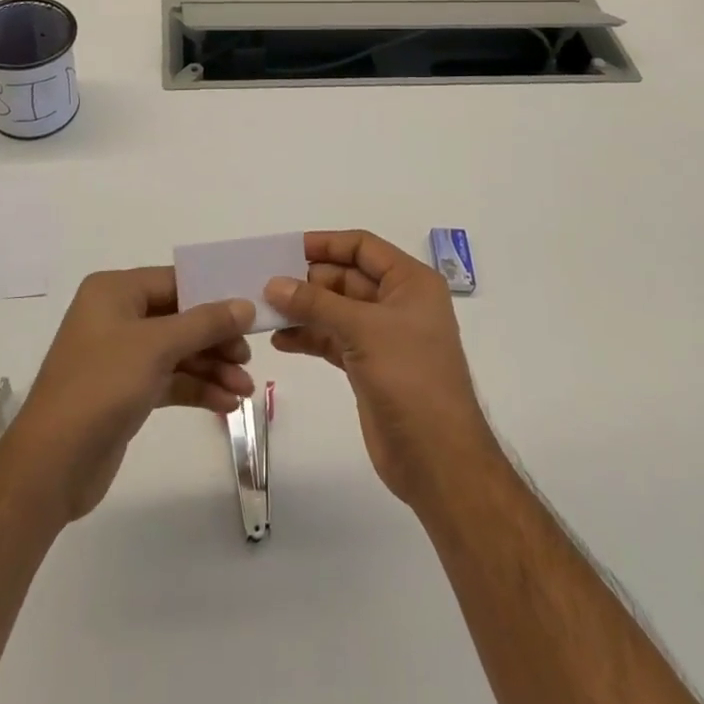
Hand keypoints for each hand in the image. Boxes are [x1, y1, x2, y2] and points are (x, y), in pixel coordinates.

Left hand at [0, 268, 255, 524]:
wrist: (51, 465)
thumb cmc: (101, 386)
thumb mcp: (157, 346)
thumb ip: (205, 323)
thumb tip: (245, 305)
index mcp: (115, 291)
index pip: (175, 282)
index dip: (214, 296)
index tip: (251, 313)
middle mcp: (116, 317)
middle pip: (180, 318)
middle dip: (216, 339)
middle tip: (248, 359)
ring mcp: (120, 356)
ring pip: (178, 352)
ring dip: (212, 368)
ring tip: (245, 391)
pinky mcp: (126, 392)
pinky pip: (170, 380)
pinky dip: (197, 388)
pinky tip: (226, 404)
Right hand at [267, 230, 497, 507]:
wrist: (438, 459)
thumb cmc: (410, 378)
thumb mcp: (363, 330)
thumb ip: (316, 303)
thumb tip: (273, 284)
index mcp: (410, 282)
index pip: (363, 247)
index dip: (326, 244)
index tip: (286, 249)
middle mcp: (398, 303)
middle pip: (347, 277)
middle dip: (309, 280)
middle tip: (266, 284)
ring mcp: (383, 337)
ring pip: (336, 310)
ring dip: (304, 310)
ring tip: (266, 312)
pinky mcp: (369, 367)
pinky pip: (333, 339)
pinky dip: (309, 337)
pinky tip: (281, 340)